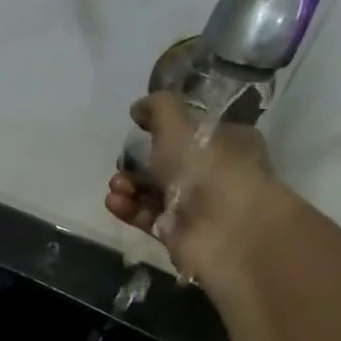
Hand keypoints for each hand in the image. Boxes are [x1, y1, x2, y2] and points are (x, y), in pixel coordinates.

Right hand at [105, 91, 288, 286]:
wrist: (225, 228)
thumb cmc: (208, 167)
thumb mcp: (178, 124)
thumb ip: (157, 109)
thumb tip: (139, 107)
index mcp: (227, 142)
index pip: (194, 131)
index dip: (165, 129)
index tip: (139, 129)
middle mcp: (215, 173)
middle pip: (168, 164)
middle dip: (138, 162)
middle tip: (122, 163)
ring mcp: (197, 206)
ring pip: (154, 192)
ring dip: (129, 186)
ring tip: (116, 186)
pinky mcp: (178, 233)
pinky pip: (147, 217)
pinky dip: (129, 209)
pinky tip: (114, 202)